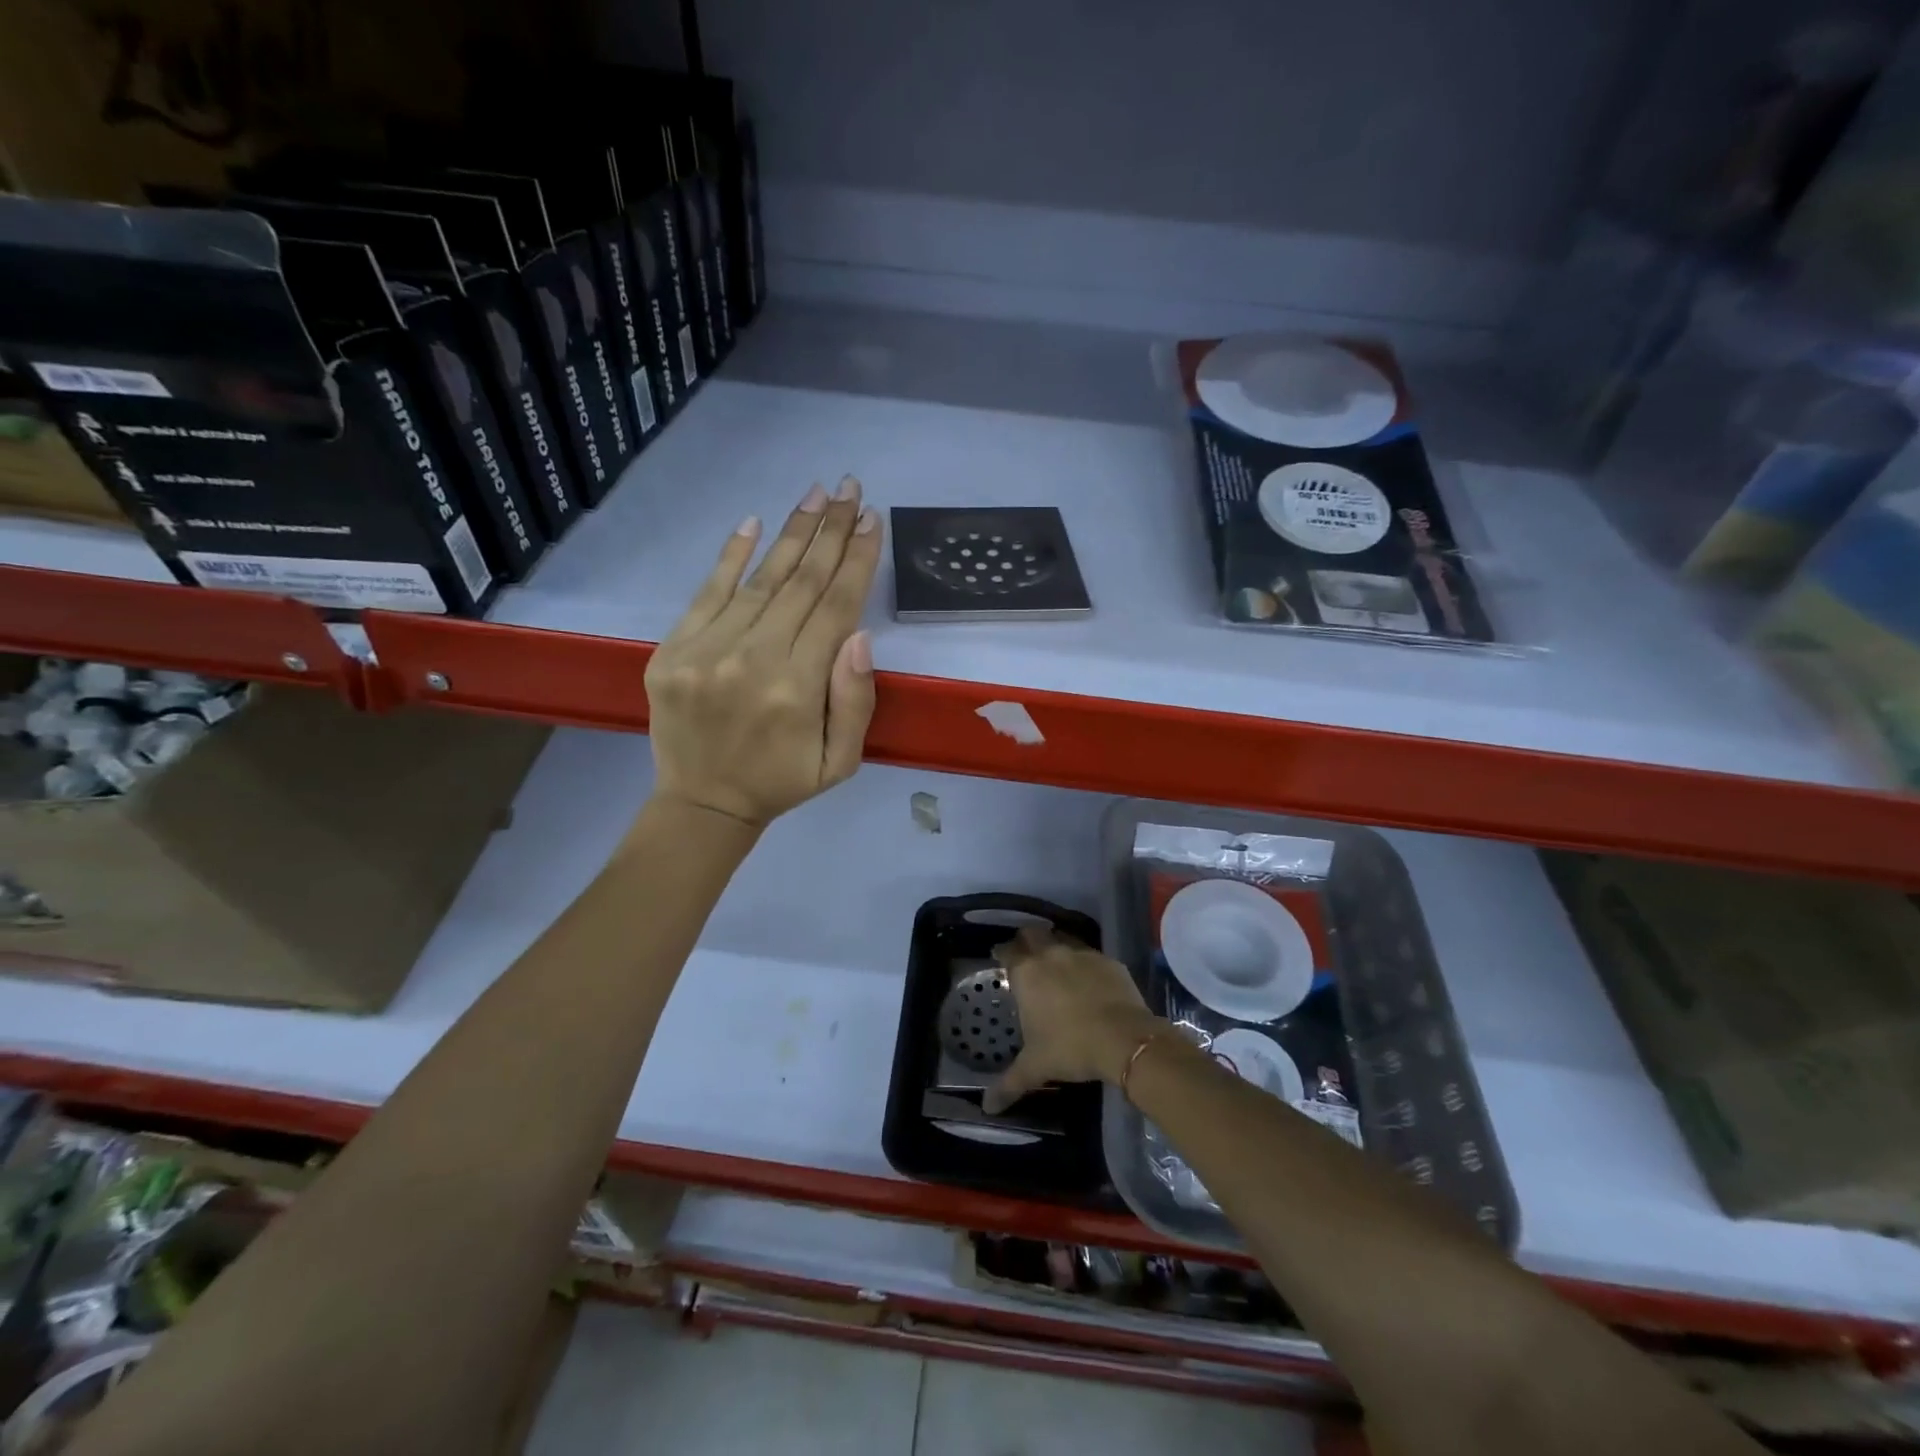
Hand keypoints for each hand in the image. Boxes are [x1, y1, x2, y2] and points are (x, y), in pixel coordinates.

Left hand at [645, 478, 882, 828]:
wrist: (703, 803)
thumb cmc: (782, 782)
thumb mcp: (840, 761)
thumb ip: (854, 700)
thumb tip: (858, 634)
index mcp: (798, 689)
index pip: (834, 608)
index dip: (856, 561)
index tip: (872, 521)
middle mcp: (753, 659)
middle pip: (801, 583)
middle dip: (831, 532)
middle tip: (851, 489)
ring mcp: (707, 650)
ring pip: (760, 580)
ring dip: (792, 533)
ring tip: (817, 494)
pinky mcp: (673, 649)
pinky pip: (707, 593)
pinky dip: (731, 556)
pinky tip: (753, 522)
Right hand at [983, 926, 1163, 1113]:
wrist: (1124, 1039)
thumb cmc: (1070, 1048)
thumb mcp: (1036, 1067)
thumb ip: (1009, 1084)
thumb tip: (987, 1107)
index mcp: (1027, 973)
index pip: (1008, 951)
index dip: (1003, 953)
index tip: (1001, 959)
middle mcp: (1051, 954)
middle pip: (1033, 934)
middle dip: (1027, 941)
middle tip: (1027, 957)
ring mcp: (1082, 953)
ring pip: (1062, 938)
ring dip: (1055, 946)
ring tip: (1056, 965)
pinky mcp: (1109, 960)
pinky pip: (1090, 954)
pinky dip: (1084, 962)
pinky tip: (1088, 980)